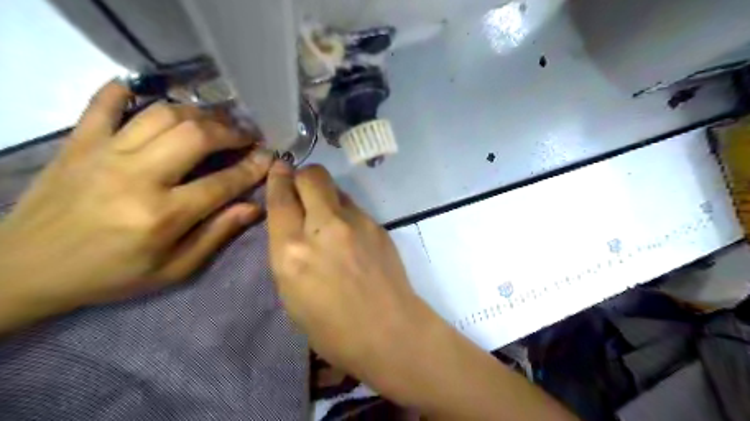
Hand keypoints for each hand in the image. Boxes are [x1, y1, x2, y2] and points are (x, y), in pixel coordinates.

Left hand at [1, 83, 273, 331]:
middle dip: (231, 131)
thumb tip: (254, 207)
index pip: (223, 182)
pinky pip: (102, 104)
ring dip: (198, 113)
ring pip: (163, 115)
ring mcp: (104, 154)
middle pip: (197, 136)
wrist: (24, 269)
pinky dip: (126, 91)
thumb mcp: (173, 269)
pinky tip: (145, 90)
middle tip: (247, 135)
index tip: (270, 156)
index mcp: (163, 215)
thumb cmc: (110, 275)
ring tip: (215, 121)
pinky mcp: (78, 143)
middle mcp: (137, 177)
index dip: (253, 167)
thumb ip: (216, 235)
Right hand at [267, 163, 437, 381]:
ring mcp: (355, 222)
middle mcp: (323, 227)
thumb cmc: (332, 328)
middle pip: (312, 176)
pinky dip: (345, 212)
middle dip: (303, 176)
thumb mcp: (291, 294)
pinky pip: (354, 207)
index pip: (280, 199)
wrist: (388, 330)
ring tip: (328, 218)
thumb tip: (293, 224)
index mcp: (293, 251)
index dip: (277, 178)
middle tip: (302, 188)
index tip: (278, 167)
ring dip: (325, 195)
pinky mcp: (377, 224)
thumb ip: (288, 251)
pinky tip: (350, 235)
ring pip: (335, 188)